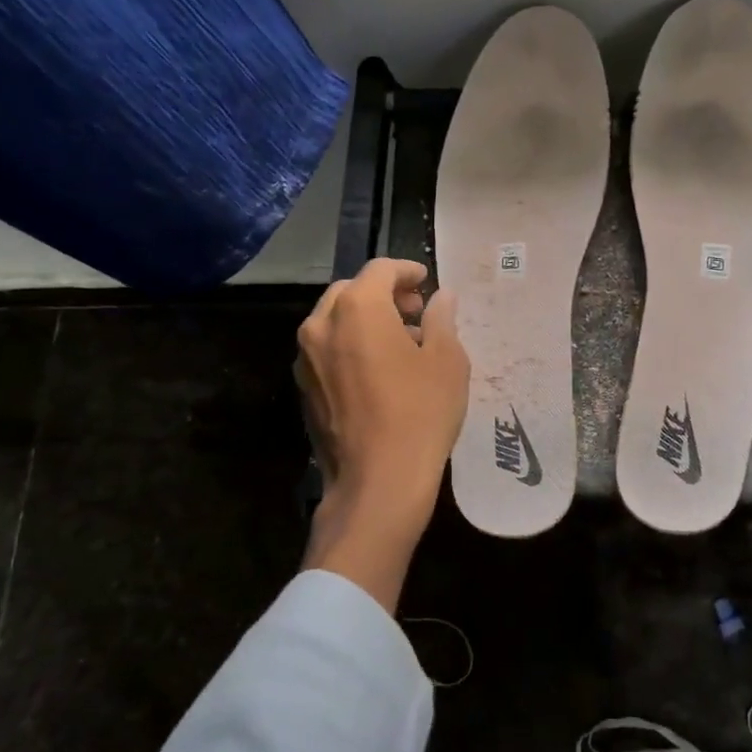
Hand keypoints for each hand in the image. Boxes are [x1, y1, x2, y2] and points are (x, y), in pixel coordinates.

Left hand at [294, 258, 468, 610]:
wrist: (378, 481)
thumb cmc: (421, 412)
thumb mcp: (447, 359)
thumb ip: (441, 318)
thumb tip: (441, 298)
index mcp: (357, 308)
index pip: (380, 269)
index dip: (407, 270)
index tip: (427, 282)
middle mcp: (321, 324)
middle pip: (352, 291)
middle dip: (384, 293)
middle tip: (416, 311)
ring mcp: (306, 359)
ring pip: (334, 321)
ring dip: (365, 319)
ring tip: (400, 342)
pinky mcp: (304, 389)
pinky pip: (327, 350)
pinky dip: (350, 345)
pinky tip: (378, 371)